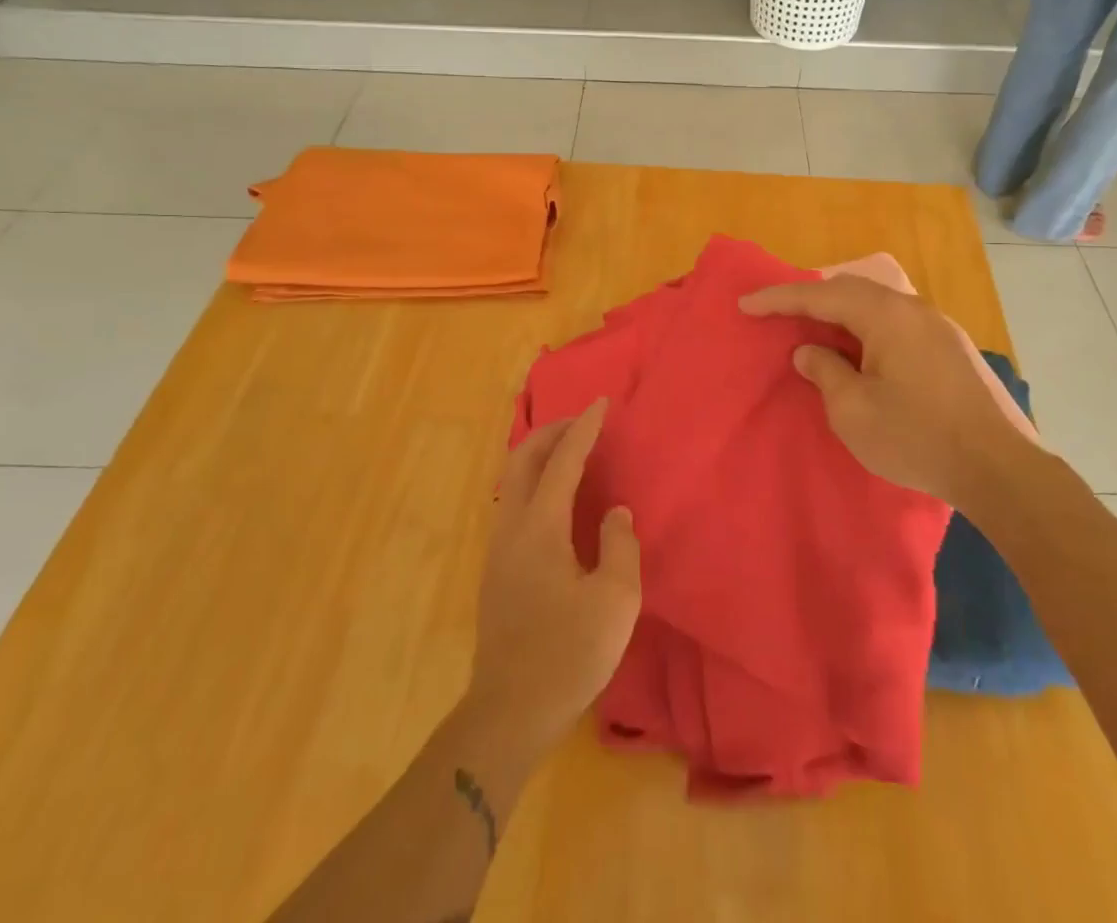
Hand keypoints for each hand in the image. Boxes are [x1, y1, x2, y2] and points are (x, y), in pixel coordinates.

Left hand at [469, 400, 640, 752]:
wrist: (509, 713)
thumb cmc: (568, 654)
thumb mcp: (615, 601)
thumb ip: (620, 546)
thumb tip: (615, 514)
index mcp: (540, 528)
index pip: (562, 462)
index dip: (583, 429)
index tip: (600, 403)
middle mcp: (512, 528)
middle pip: (523, 460)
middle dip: (552, 432)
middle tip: (582, 422)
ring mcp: (499, 550)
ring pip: (512, 481)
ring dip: (539, 455)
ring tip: (569, 452)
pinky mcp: (497, 571)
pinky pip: (513, 503)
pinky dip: (533, 480)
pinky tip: (554, 499)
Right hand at [740, 275, 1037, 508]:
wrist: (998, 467)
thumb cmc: (917, 437)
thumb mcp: (854, 411)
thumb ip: (826, 372)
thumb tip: (810, 351)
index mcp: (886, 316)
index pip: (821, 296)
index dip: (779, 299)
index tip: (745, 305)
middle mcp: (912, 309)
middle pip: (851, 290)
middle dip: (809, 298)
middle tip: (777, 310)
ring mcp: (937, 326)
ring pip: (876, 304)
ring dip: (840, 312)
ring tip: (813, 325)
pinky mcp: (950, 348)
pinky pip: (895, 322)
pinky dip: (866, 326)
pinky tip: (859, 347)